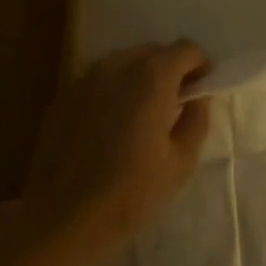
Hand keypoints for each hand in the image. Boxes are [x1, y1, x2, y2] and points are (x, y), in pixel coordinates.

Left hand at [21, 40, 212, 260]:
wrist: (63, 216)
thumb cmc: (131, 192)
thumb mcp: (181, 162)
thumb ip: (196, 120)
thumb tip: (198, 98)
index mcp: (150, 78)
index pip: (185, 49)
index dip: (200, 66)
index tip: (203, 91)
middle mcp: (115, 67)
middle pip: (152, 51)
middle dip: (171, 70)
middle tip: (178, 103)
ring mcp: (84, 79)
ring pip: (123, 63)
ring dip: (140, 78)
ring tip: (144, 114)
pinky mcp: (63, 96)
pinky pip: (99, 81)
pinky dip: (114, 90)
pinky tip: (113, 125)